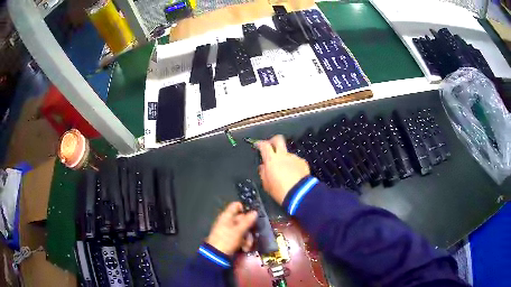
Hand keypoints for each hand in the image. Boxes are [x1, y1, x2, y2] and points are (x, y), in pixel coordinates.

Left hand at [206, 202, 257, 255]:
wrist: (216, 255)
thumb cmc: (227, 240)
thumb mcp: (239, 230)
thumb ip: (247, 221)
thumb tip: (255, 212)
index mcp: (227, 216)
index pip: (236, 206)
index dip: (245, 209)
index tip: (253, 216)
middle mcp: (227, 221)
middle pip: (242, 219)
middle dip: (249, 228)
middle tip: (252, 234)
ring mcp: (228, 230)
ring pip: (242, 230)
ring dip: (247, 238)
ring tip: (247, 246)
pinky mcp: (229, 239)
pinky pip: (239, 237)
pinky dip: (243, 242)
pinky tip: (244, 248)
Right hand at [256, 135, 310, 204]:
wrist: (300, 194)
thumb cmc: (280, 191)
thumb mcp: (266, 184)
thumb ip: (263, 173)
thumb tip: (263, 167)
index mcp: (271, 160)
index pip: (264, 145)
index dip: (260, 143)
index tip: (258, 144)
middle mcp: (283, 155)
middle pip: (278, 139)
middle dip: (273, 140)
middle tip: (271, 146)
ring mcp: (294, 157)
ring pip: (287, 153)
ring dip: (285, 158)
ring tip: (285, 170)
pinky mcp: (302, 162)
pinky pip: (295, 161)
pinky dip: (293, 165)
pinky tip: (293, 174)